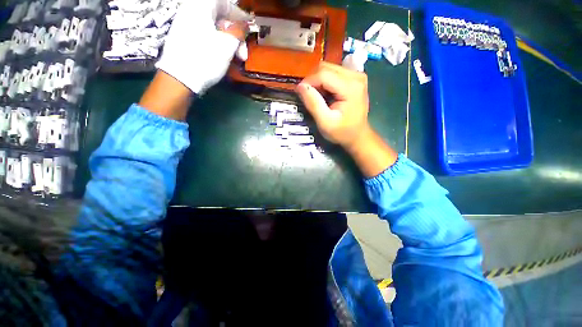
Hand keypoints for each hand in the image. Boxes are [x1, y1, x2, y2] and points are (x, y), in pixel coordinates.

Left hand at [156, 0, 250, 94]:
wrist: (180, 78)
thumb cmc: (206, 58)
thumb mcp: (227, 45)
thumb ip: (238, 31)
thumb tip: (244, 25)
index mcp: (201, 6)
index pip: (225, 2)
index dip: (239, 14)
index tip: (249, 27)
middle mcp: (191, 10)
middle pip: (219, 17)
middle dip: (235, 34)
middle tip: (243, 53)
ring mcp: (186, 24)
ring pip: (214, 28)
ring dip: (228, 42)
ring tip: (236, 59)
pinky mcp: (185, 38)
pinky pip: (206, 35)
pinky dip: (218, 44)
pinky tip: (224, 57)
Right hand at [296, 62, 397, 176]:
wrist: (357, 135)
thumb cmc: (342, 132)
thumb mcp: (325, 122)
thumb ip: (313, 104)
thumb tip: (300, 86)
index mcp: (351, 87)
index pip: (323, 74)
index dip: (308, 82)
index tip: (300, 94)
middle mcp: (356, 76)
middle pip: (326, 68)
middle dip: (313, 81)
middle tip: (309, 98)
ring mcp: (357, 75)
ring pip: (328, 68)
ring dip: (318, 81)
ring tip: (317, 98)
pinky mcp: (355, 77)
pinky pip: (334, 72)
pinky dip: (325, 82)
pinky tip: (326, 95)